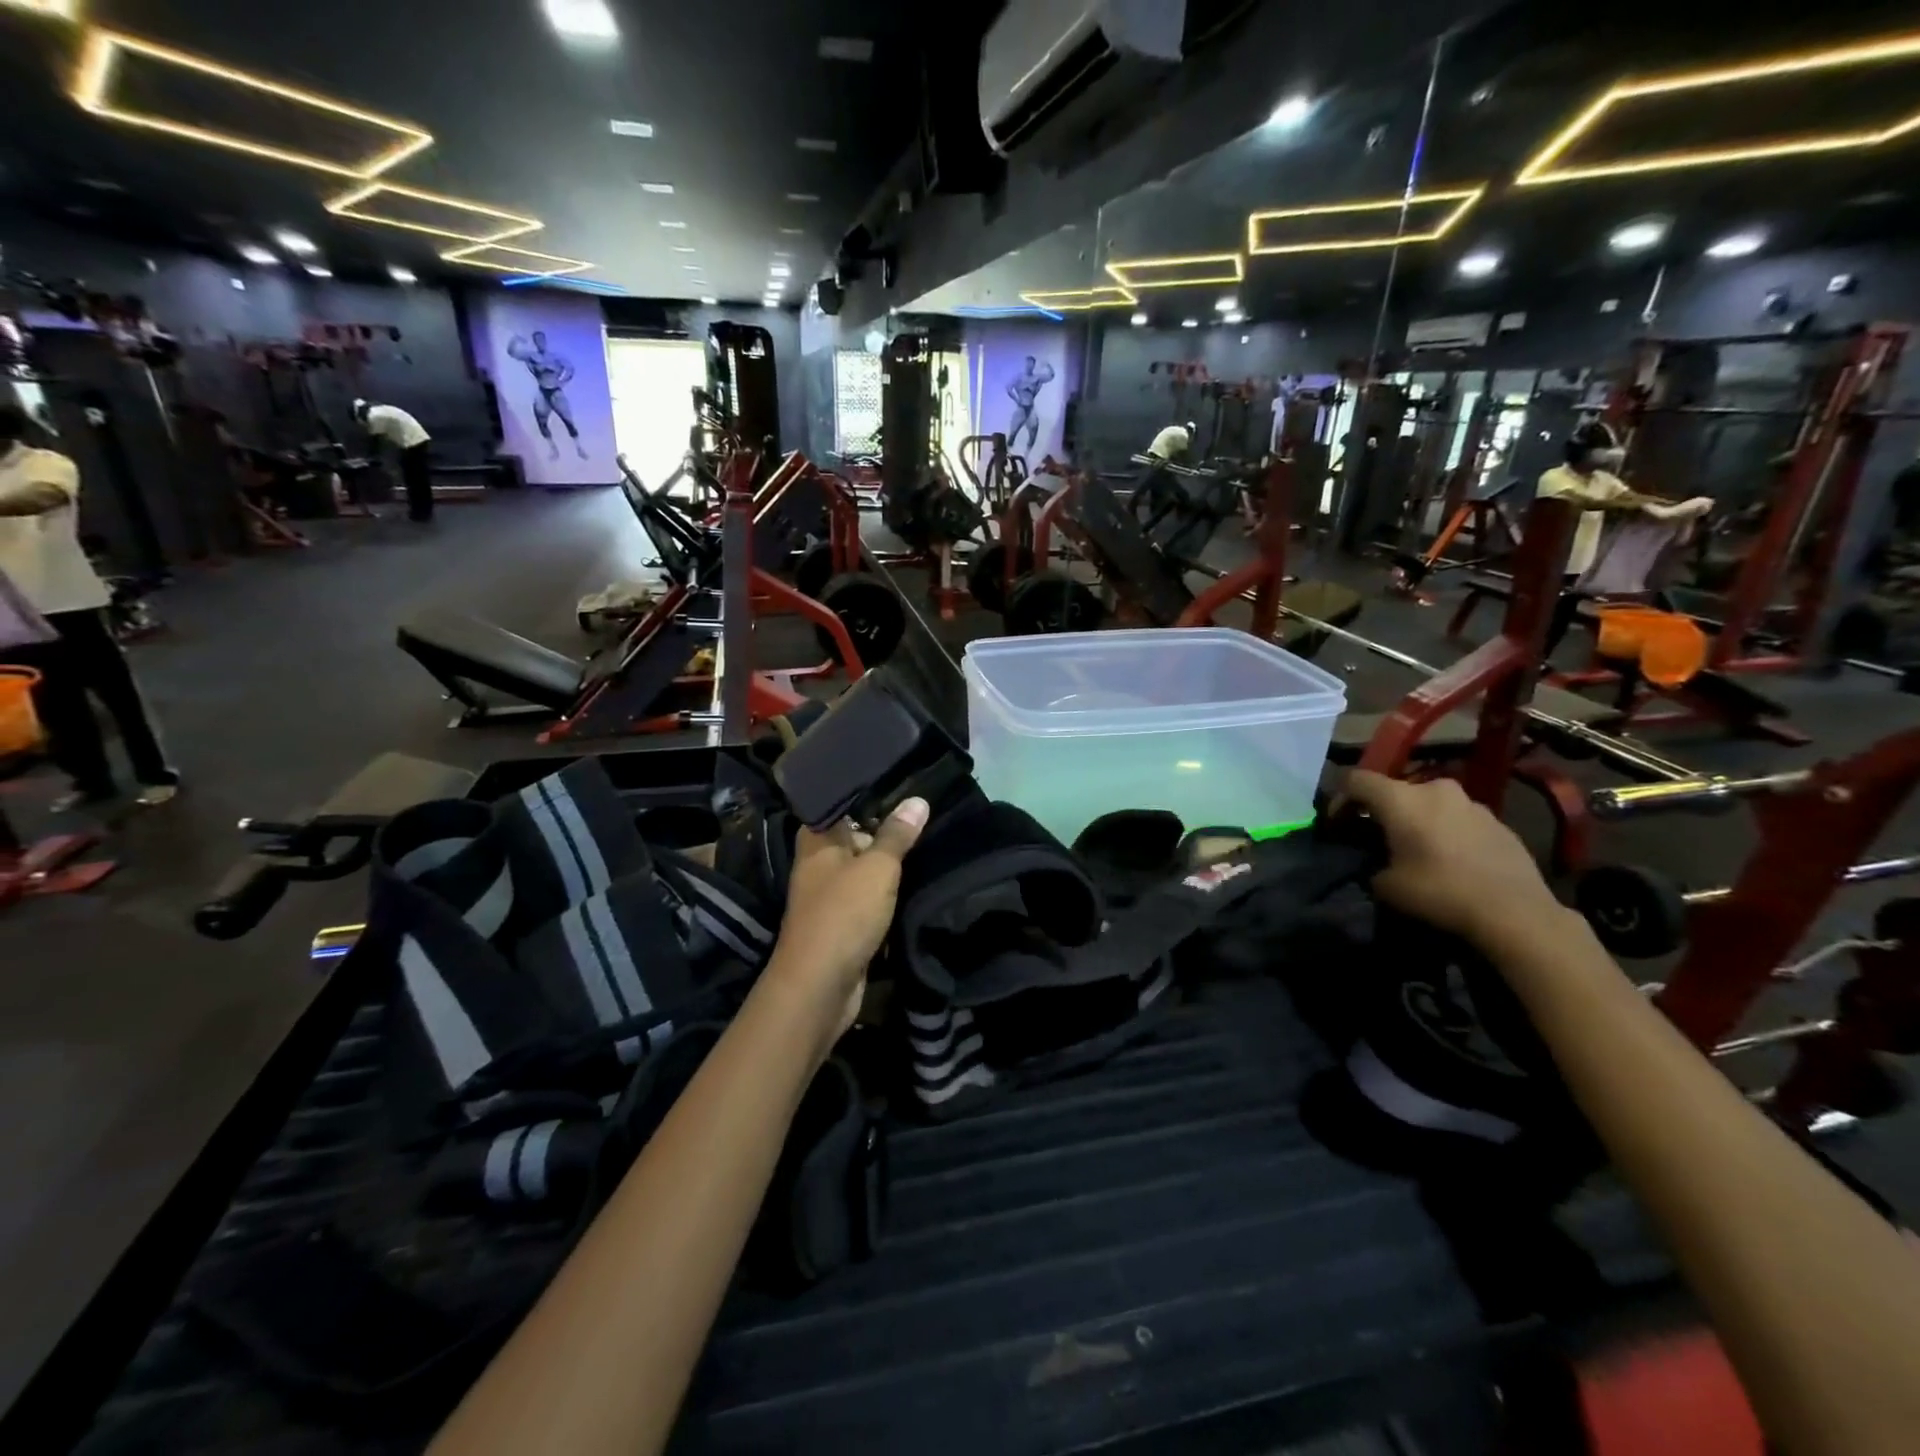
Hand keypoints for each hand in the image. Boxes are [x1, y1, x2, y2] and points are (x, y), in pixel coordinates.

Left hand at [765, 799, 929, 1050]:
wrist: (821, 985)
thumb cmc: (844, 913)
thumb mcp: (877, 867)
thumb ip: (897, 835)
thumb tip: (918, 800)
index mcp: (817, 841)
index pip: (841, 805)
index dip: (869, 795)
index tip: (904, 785)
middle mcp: (819, 864)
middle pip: (855, 837)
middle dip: (887, 831)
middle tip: (926, 815)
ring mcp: (829, 896)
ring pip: (864, 871)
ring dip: (890, 866)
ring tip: (930, 845)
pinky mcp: (842, 924)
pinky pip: (869, 900)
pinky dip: (888, 896)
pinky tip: (917, 886)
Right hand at [1342, 772, 1560, 944]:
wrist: (1515, 912)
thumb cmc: (1440, 892)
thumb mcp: (1386, 886)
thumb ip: (1372, 865)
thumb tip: (1378, 865)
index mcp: (1401, 798)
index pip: (1356, 779)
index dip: (1340, 797)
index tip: (1337, 822)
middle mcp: (1435, 789)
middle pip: (1396, 790)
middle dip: (1383, 810)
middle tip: (1378, 837)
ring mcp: (1471, 803)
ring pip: (1431, 803)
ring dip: (1418, 819)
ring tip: (1418, 848)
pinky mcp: (1498, 821)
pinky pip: (1459, 819)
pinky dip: (1447, 831)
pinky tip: (1452, 860)